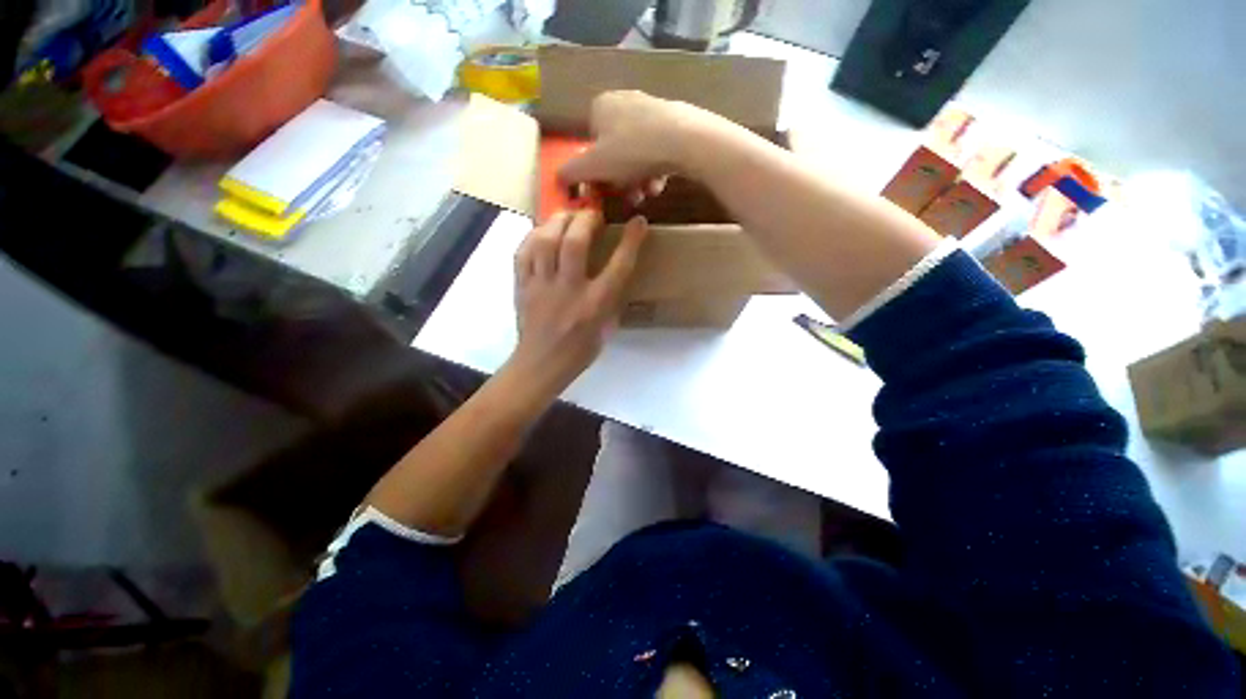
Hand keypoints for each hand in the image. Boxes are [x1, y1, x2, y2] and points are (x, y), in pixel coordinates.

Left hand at [503, 209, 648, 402]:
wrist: (541, 365)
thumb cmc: (579, 350)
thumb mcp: (607, 328)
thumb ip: (612, 299)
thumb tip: (615, 274)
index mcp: (595, 305)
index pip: (618, 266)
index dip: (631, 240)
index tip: (638, 222)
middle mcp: (569, 290)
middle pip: (575, 243)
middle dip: (586, 219)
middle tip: (593, 214)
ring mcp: (542, 286)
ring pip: (545, 241)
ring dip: (558, 221)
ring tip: (567, 216)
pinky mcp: (522, 285)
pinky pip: (523, 251)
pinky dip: (534, 236)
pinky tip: (543, 233)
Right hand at [559, 90, 716, 188]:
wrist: (685, 140)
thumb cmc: (631, 151)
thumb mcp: (593, 166)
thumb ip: (571, 173)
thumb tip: (557, 180)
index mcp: (601, 106)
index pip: (590, 145)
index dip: (596, 173)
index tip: (606, 191)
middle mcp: (624, 101)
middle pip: (615, 153)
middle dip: (620, 181)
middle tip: (629, 199)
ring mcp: (651, 110)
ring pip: (636, 155)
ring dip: (637, 181)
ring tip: (646, 195)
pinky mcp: (674, 122)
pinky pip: (655, 151)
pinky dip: (654, 170)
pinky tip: (659, 185)